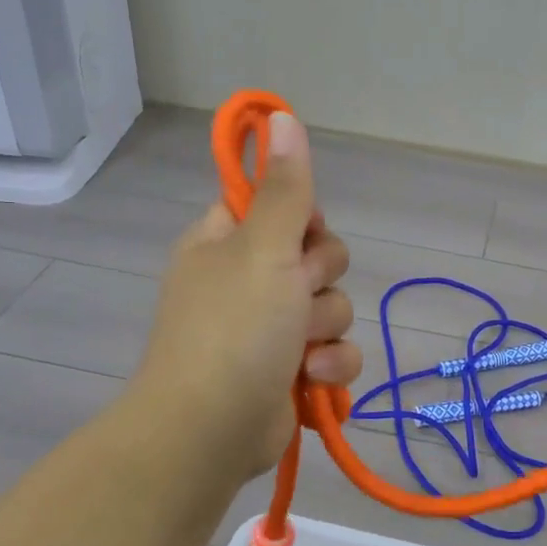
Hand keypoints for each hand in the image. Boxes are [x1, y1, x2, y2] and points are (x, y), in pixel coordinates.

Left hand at [131, 113, 362, 483]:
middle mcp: (247, 280)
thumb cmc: (233, 329)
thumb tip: (281, 115)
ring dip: (326, 330)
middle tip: (297, 294)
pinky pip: (335, 352)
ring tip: (299, 352)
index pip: (276, 205)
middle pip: (317, 256)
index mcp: (226, 242)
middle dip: (320, 280)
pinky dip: (330, 367)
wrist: (211, 431)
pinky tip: (312, 380)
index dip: (301, 218)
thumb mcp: (263, 248)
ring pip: (332, 307)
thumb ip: (285, 188)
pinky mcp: (291, 370)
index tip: (302, 234)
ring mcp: (269, 329)